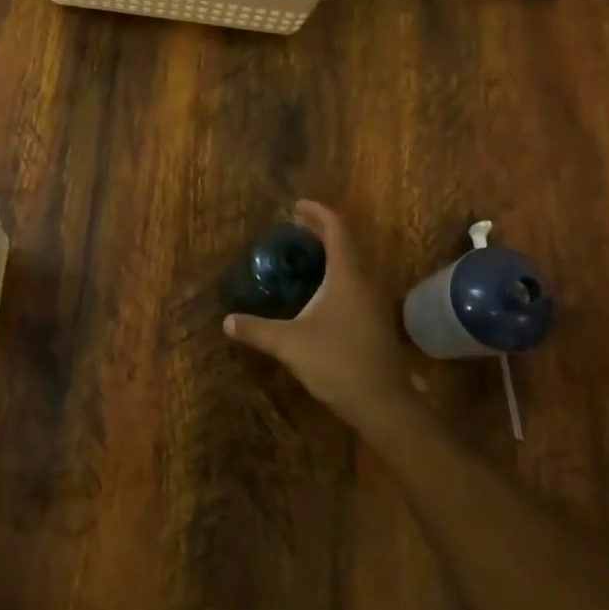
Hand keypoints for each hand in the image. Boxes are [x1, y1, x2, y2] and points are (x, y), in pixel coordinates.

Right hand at [223, 200, 419, 427]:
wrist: (381, 402)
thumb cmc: (336, 363)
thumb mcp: (288, 344)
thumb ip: (256, 329)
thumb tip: (227, 321)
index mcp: (346, 276)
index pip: (336, 230)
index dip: (317, 213)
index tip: (296, 206)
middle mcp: (364, 282)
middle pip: (346, 243)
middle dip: (321, 230)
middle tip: (295, 226)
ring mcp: (374, 302)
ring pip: (353, 264)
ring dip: (331, 253)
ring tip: (305, 254)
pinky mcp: (375, 320)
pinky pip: (355, 283)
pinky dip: (337, 273)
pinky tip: (320, 291)